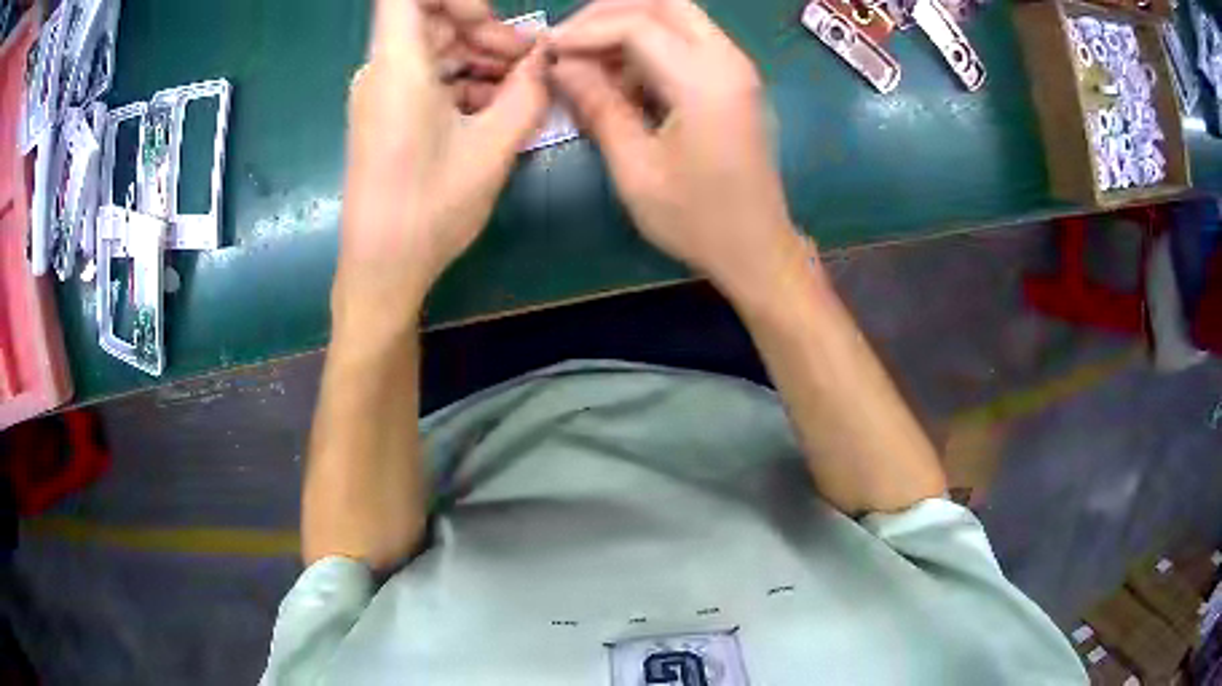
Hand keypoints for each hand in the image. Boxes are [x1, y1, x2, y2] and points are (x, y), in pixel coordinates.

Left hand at [333, 0, 546, 342]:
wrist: (381, 268)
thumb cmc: (430, 207)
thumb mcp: (493, 146)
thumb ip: (528, 91)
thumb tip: (546, 59)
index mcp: (398, 65)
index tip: (488, 20)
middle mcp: (381, 71)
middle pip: (430, 19)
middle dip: (484, 30)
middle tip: (526, 63)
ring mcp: (381, 94)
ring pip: (432, 48)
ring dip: (479, 58)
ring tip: (520, 89)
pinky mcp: (386, 115)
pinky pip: (426, 78)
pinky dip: (462, 81)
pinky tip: (494, 107)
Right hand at [550, 0, 806, 300]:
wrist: (757, 250)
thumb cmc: (696, 220)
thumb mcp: (635, 168)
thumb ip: (598, 106)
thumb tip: (561, 64)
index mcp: (705, 82)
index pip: (638, 25)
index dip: (585, 31)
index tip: (547, 50)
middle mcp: (728, 61)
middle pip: (664, 4)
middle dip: (609, 14)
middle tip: (569, 41)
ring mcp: (736, 69)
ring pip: (677, 18)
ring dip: (628, 28)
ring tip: (589, 65)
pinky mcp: (734, 81)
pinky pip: (687, 42)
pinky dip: (649, 47)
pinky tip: (622, 79)